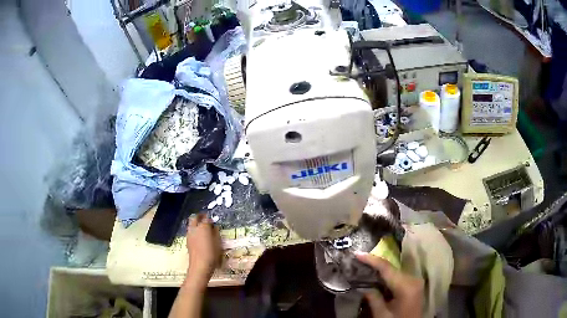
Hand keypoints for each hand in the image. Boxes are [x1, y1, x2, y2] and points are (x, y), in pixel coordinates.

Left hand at [185, 214, 221, 284]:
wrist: (200, 266)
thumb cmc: (212, 254)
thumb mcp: (218, 243)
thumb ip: (216, 233)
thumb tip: (214, 227)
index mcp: (203, 227)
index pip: (206, 218)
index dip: (210, 218)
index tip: (213, 220)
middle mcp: (194, 228)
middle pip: (194, 218)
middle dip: (199, 217)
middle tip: (205, 218)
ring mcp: (189, 234)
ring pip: (191, 224)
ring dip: (196, 223)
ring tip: (202, 228)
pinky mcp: (187, 241)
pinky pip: (190, 231)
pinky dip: (194, 230)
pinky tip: (199, 236)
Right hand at [355, 252, 423, 317]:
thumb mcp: (382, 314)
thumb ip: (373, 298)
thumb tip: (363, 286)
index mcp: (406, 286)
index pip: (387, 268)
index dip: (371, 260)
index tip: (357, 254)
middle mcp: (413, 279)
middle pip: (391, 268)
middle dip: (375, 264)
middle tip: (358, 261)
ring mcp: (415, 281)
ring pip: (395, 271)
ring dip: (380, 269)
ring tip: (364, 266)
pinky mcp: (414, 285)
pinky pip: (398, 276)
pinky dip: (387, 276)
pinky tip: (376, 277)